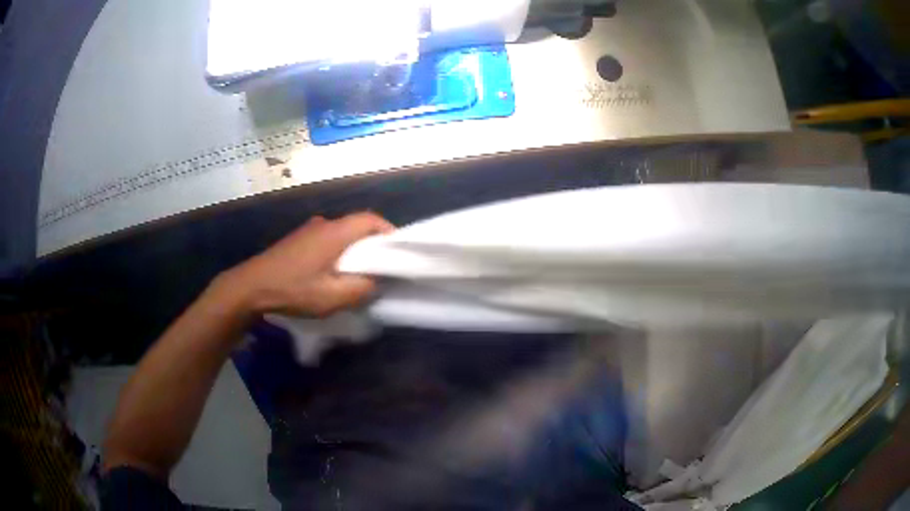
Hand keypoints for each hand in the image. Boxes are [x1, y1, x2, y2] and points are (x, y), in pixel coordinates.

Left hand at [219, 212, 394, 316]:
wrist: (250, 286)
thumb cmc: (293, 289)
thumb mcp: (332, 297)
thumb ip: (362, 288)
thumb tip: (376, 281)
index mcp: (335, 232)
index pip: (371, 220)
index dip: (389, 232)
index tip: (398, 252)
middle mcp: (323, 224)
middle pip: (357, 225)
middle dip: (373, 244)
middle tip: (381, 267)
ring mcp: (308, 230)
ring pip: (341, 233)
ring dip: (354, 249)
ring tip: (358, 273)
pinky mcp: (297, 239)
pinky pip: (327, 239)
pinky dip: (338, 251)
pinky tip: (332, 272)